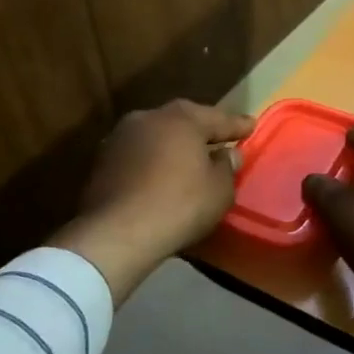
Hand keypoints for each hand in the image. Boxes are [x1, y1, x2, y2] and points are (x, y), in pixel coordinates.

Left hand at [50, 100, 255, 303]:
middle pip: (183, 121)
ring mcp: (120, 139)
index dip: (238, 125)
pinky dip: (153, 162)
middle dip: (202, 130)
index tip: (252, 126)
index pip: (218, 118)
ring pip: (157, 136)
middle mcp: (148, 118)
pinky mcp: (102, 163)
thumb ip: (227, 166)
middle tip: (220, 138)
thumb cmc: (179, 205)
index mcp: (182, 118)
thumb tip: (228, 153)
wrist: (116, 234)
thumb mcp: (220, 189)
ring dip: (173, 146)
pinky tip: (162, 176)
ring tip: (190, 159)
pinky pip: (139, 156)